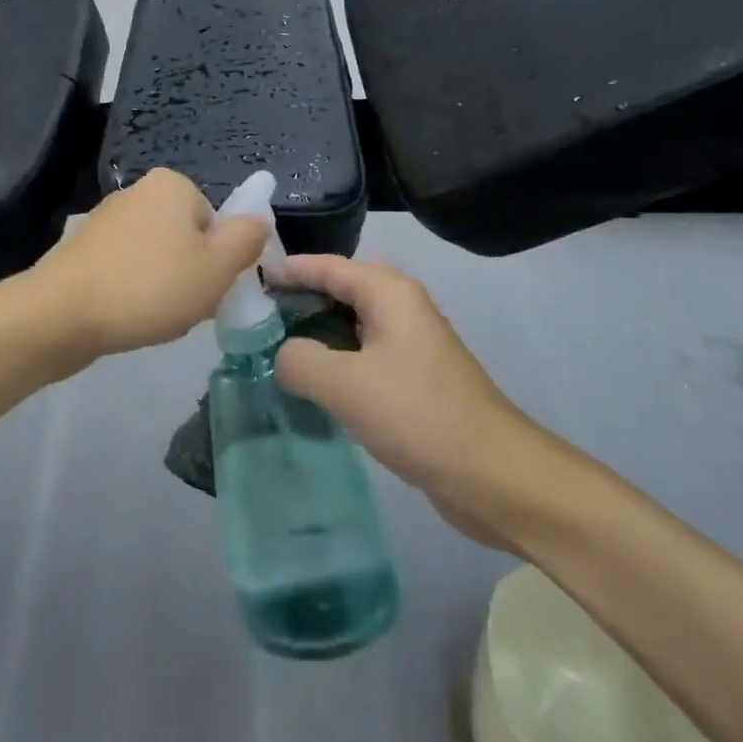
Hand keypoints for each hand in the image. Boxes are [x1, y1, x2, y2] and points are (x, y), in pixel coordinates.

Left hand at [30, 169, 265, 360]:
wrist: (61, 314)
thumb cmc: (149, 286)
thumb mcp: (217, 267)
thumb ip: (247, 240)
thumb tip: (259, 221)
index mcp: (172, 184)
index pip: (216, 222)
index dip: (219, 260)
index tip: (209, 289)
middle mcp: (138, 192)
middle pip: (187, 239)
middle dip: (191, 275)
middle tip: (185, 307)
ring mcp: (106, 220)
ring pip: (158, 258)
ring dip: (164, 288)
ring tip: (153, 317)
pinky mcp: (84, 250)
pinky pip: (127, 270)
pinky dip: (134, 292)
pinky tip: (128, 317)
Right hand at [272, 257, 570, 548]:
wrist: (494, 475)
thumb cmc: (418, 414)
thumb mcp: (344, 384)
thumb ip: (299, 360)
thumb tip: (284, 356)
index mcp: (388, 293)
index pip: (327, 266)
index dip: (287, 270)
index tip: (248, 279)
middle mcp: (401, 308)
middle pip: (339, 290)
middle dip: (298, 300)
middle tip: (252, 317)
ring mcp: (410, 345)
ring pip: (350, 326)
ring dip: (314, 333)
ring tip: (270, 349)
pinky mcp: (413, 380)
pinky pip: (362, 356)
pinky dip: (333, 361)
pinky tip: (308, 384)